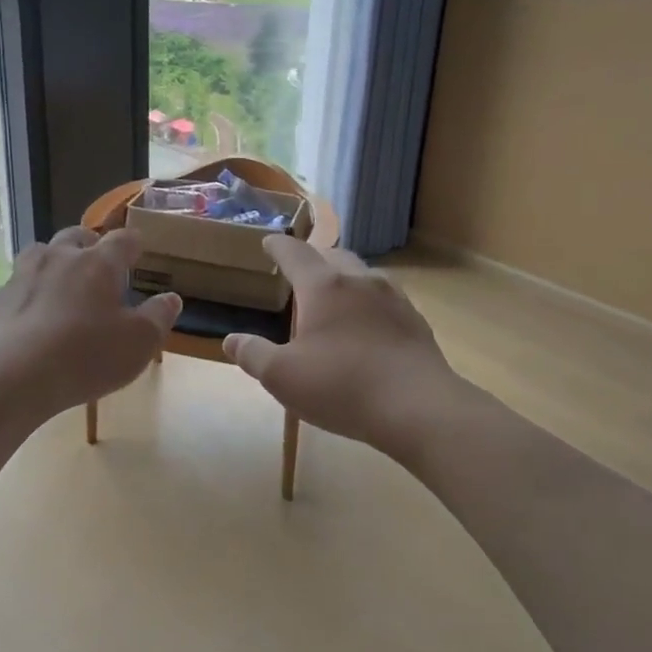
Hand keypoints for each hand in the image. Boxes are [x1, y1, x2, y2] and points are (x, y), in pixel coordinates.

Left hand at [0, 226, 180, 418]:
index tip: (139, 249)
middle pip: (77, 235)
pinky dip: (31, 289)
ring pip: (43, 251)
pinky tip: (34, 311)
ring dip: (56, 259)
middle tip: (100, 261)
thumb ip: (158, 317)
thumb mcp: (139, 344)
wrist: (13, 375)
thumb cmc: (86, 356)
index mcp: (99, 263)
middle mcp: (60, 257)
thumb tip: (171, 298)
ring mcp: (24, 274)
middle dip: (91, 244)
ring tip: (64, 279)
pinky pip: (20, 282)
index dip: (133, 243)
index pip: (122, 240)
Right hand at [223, 237, 472, 458]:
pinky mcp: (415, 322)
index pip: (295, 253)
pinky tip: (366, 326)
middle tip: (299, 271)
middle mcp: (360, 281)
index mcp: (324, 286)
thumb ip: (253, 354)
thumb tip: (232, 340)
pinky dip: (367, 302)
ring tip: (332, 296)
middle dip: (313, 258)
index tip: (268, 242)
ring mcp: (394, 299)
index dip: (278, 246)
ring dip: (343, 278)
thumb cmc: (342, 386)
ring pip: (363, 275)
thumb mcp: (282, 377)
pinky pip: (384, 299)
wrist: (420, 408)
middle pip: (333, 256)